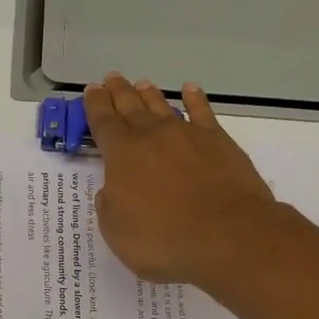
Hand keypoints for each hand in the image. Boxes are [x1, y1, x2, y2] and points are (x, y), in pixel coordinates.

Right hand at [81, 72, 279, 286]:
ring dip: (150, 95)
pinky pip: (203, 112)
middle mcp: (152, 136)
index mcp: (122, 154)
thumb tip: (113, 190)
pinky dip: (195, 99)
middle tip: (112, 79)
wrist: (228, 235)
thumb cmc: (163, 239)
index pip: (103, 122)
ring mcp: (188, 135)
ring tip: (141, 84)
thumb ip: (110, 205)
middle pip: (131, 107)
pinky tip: (190, 90)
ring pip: (163, 106)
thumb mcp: (117, 231)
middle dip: (119, 93)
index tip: (91, 90)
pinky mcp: (219, 142)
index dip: (95, 106)